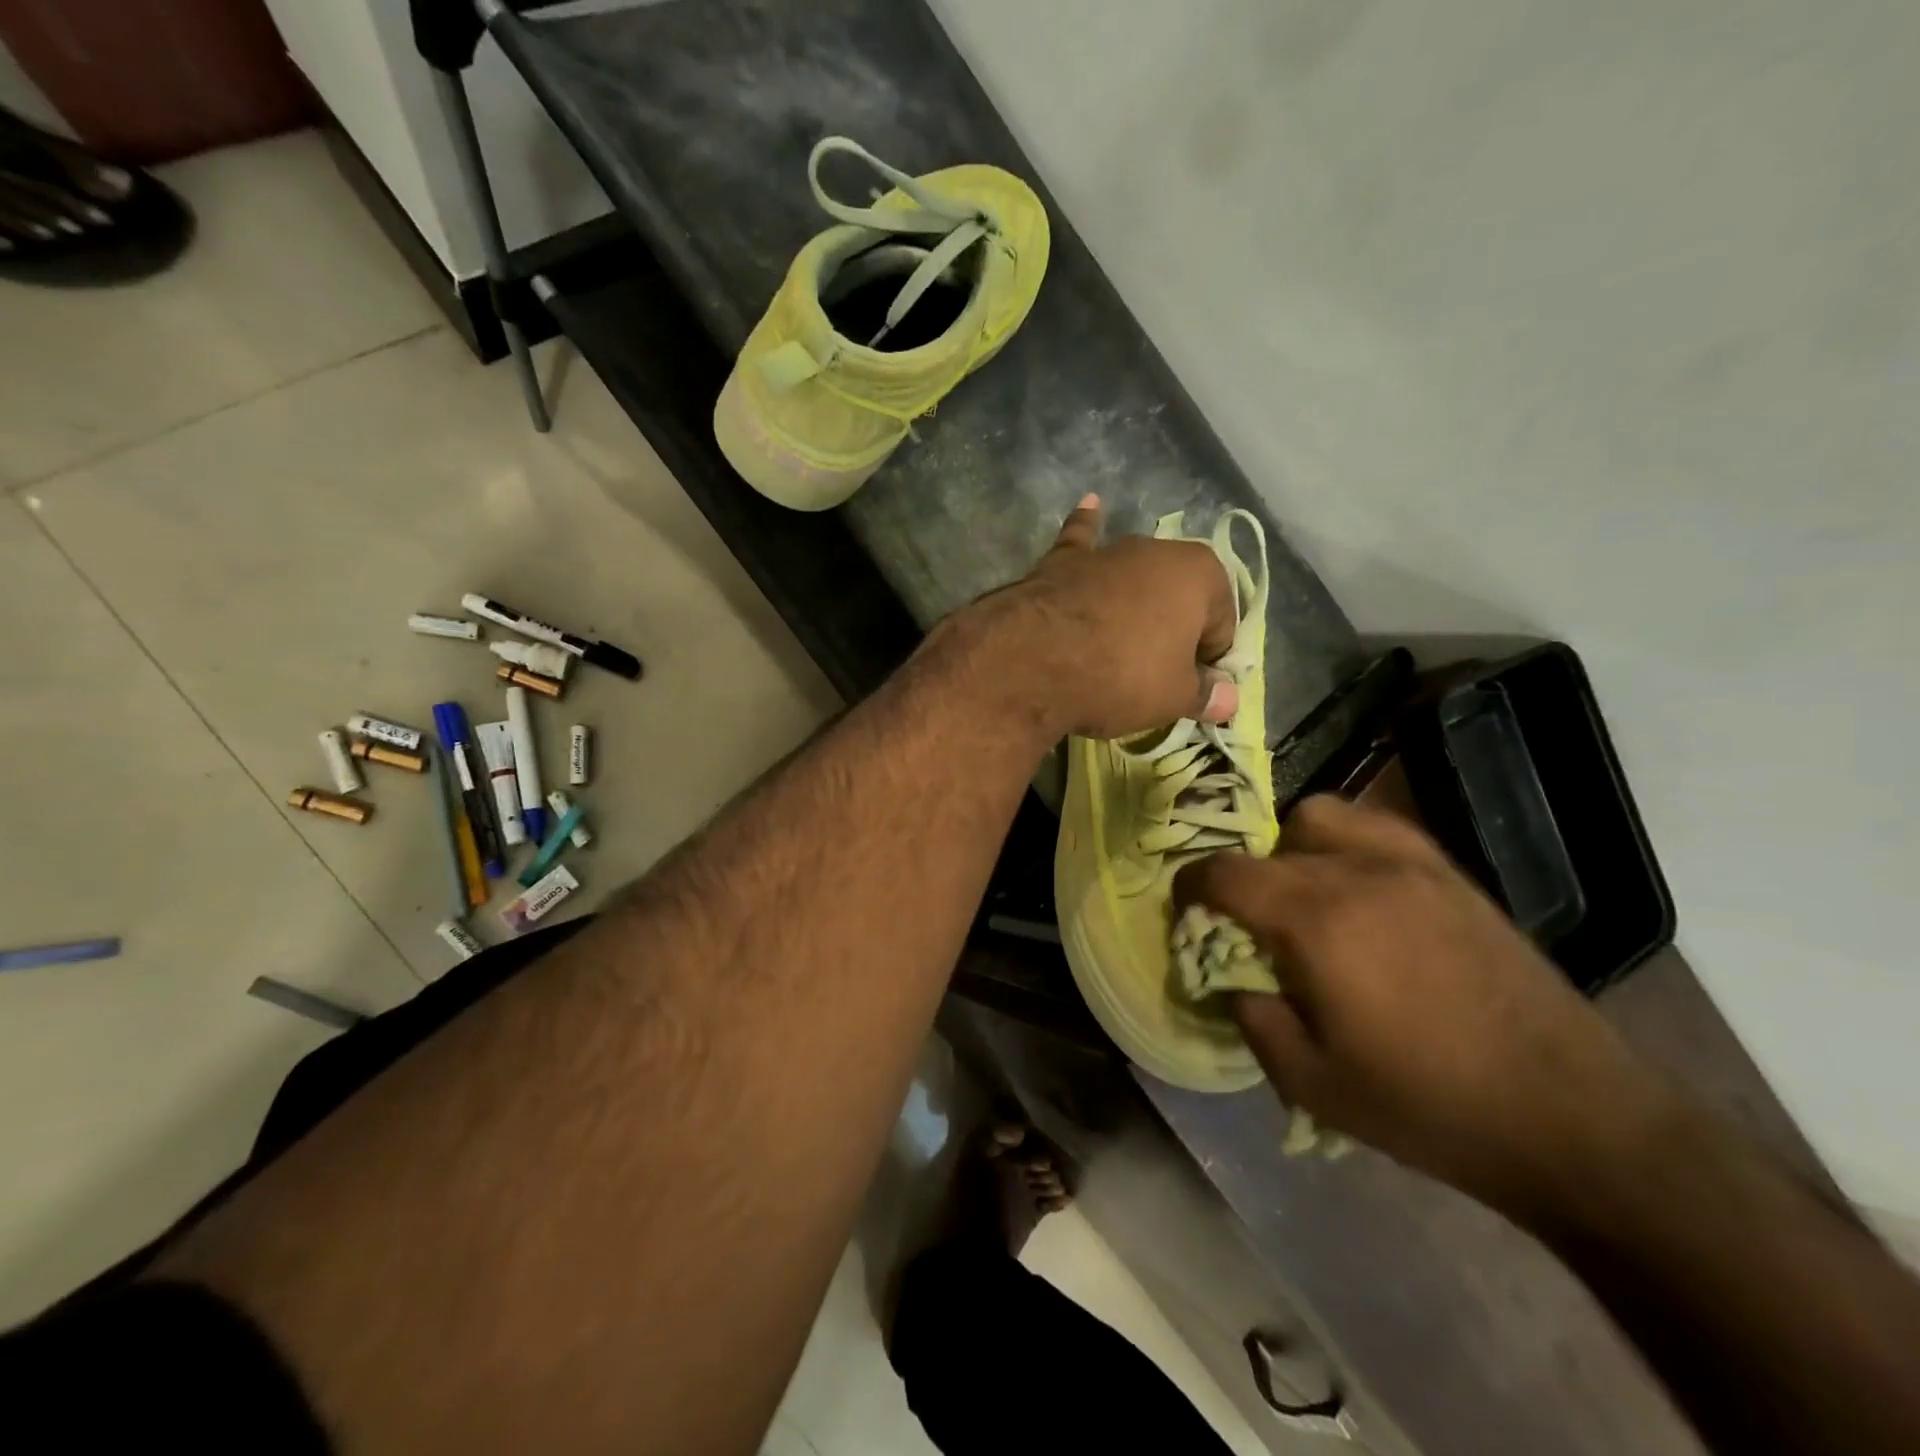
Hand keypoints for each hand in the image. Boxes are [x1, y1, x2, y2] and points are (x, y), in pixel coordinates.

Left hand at [971, 495, 1240, 740]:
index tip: (1188, 693)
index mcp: (1200, 574)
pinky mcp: (1060, 562)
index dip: (1208, 665)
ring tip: (1121, 643)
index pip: (1221, 628)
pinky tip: (1091, 505)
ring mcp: (1105, 552)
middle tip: (1150, 679)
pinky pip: (1081, 544)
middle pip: (1175, 602)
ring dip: (1134, 604)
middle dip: (1170, 635)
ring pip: (1132, 582)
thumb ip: (1204, 694)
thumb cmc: (1122, 676)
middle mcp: (1156, 550)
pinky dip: (1086, 528)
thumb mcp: (1174, 697)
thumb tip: (1229, 700)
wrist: (1034, 660)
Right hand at [1174, 795, 1662, 1215]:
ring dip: (1292, 844)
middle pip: (1270, 841)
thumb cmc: (1429, 1106)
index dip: (1191, 886)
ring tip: (1303, 894)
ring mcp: (1410, 866)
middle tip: (1251, 918)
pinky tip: (1359, 890)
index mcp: (1315, 921)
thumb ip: (1253, 1018)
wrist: (1573, 1117)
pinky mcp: (1451, 874)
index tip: (1185, 909)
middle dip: (1243, 873)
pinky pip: (1377, 829)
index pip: (1225, 873)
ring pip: (1322, 816)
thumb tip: (1233, 978)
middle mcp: (1357, 873)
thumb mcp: (1312, 1083)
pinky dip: (1346, 843)